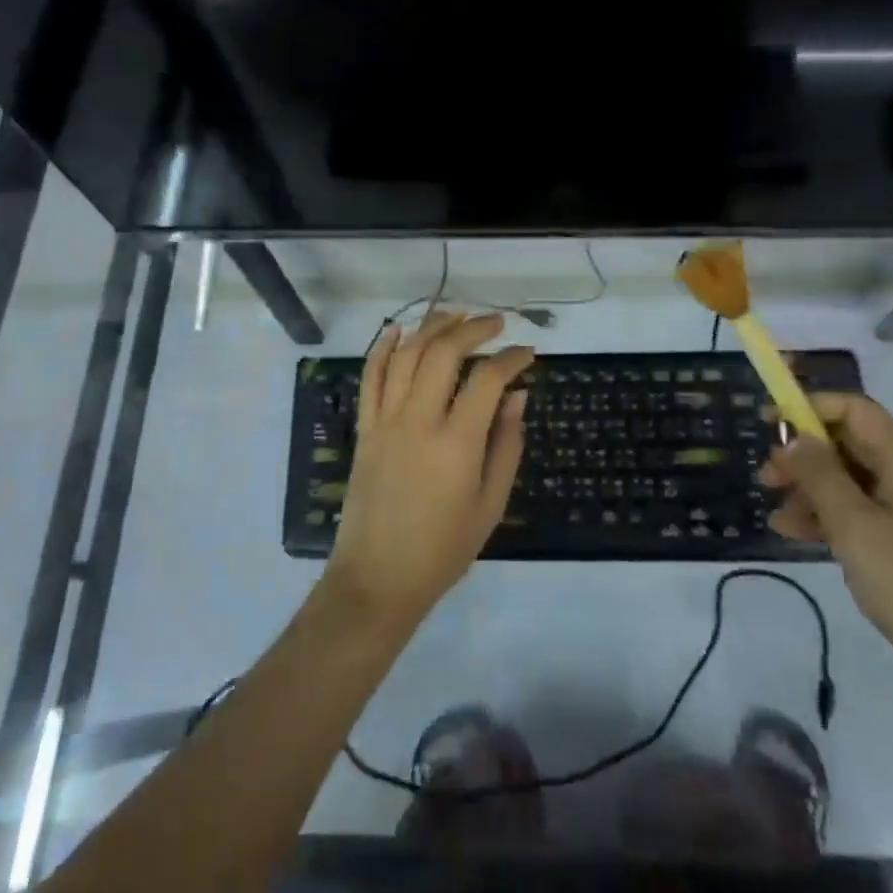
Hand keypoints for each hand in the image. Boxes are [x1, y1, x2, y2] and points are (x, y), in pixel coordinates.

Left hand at [325, 312, 533, 626]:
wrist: (378, 578)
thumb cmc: (443, 548)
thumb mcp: (490, 504)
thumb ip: (506, 444)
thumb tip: (518, 395)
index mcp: (456, 442)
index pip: (487, 379)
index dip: (512, 358)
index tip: (528, 353)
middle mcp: (418, 420)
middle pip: (443, 353)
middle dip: (472, 328)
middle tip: (495, 323)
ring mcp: (385, 421)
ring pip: (406, 355)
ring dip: (431, 327)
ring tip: (455, 315)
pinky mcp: (364, 428)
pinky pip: (370, 377)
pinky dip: (382, 348)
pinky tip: (397, 330)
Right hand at [761, 393, 892, 712]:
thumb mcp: (853, 526)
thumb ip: (818, 475)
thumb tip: (793, 438)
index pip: (853, 410)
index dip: (808, 408)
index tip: (768, 425)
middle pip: (848, 443)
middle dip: (803, 456)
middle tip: (766, 479)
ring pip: (849, 477)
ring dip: (809, 489)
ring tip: (777, 516)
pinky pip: (861, 506)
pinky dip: (829, 513)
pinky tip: (796, 532)